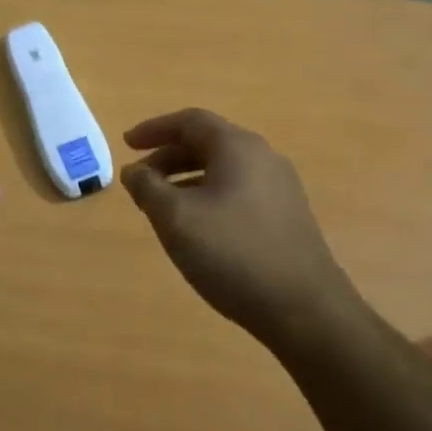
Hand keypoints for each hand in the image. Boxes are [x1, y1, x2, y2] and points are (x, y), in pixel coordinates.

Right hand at [120, 108, 363, 347]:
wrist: (305, 309)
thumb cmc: (232, 254)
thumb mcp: (175, 218)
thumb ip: (147, 188)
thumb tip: (134, 171)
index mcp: (237, 147)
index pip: (190, 121)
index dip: (154, 129)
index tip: (127, 145)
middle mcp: (263, 158)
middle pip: (208, 143)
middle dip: (168, 157)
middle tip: (140, 181)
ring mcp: (280, 188)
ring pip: (223, 169)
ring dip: (186, 179)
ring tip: (162, 207)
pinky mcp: (287, 216)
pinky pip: (238, 191)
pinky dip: (208, 196)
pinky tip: (197, 228)